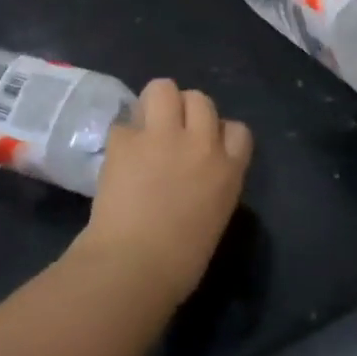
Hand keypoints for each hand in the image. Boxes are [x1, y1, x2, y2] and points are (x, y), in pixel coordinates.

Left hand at [77, 79, 252, 303]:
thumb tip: (194, 175)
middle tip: (170, 135)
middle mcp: (200, 143)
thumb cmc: (179, 263)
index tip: (205, 147)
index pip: (237, 129)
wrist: (133, 267)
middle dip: (186, 112)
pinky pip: (125, 122)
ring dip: (155, 104)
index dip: (219, 133)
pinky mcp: (125, 139)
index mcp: (228, 170)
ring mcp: (162, 136)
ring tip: (146, 128)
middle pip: (201, 99)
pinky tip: (119, 156)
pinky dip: (123, 137)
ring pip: (164, 88)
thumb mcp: (214, 218)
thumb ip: (211, 184)